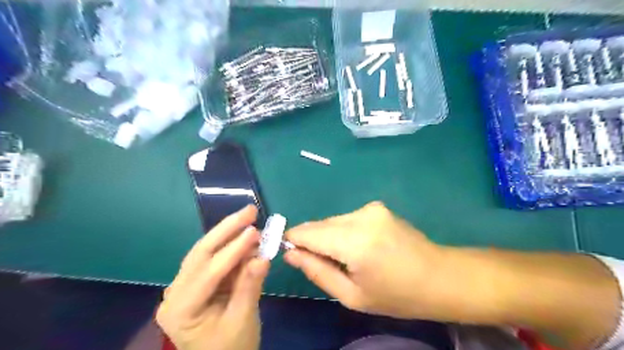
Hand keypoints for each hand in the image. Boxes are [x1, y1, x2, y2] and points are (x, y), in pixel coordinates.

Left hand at [156, 207, 267, 349]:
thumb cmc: (230, 348)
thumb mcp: (242, 321)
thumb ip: (250, 287)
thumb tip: (263, 257)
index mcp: (180, 309)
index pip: (208, 272)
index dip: (233, 249)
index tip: (255, 230)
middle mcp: (177, 292)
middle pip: (202, 252)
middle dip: (227, 229)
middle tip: (250, 210)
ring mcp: (186, 285)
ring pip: (208, 251)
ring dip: (231, 234)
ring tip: (250, 218)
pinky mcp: (199, 281)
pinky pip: (216, 258)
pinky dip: (234, 247)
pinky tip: (248, 237)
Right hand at [283, 202, 447, 318]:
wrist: (440, 276)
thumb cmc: (397, 295)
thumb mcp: (352, 295)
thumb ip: (317, 272)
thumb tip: (290, 254)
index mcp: (355, 242)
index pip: (308, 233)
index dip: (293, 240)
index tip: (289, 252)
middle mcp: (361, 217)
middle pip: (320, 224)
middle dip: (312, 241)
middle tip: (321, 263)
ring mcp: (371, 208)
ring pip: (333, 221)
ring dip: (329, 237)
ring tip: (345, 258)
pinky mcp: (377, 206)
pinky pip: (347, 218)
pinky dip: (343, 231)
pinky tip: (358, 247)